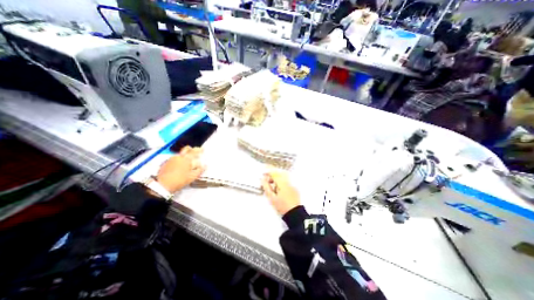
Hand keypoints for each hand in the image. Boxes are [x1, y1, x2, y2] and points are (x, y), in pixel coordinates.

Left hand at [156, 147, 204, 193]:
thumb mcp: (192, 176)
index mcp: (187, 159)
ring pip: (180, 153)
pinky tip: (181, 164)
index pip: (195, 151)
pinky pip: (175, 157)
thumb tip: (204, 165)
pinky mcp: (166, 162)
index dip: (200, 150)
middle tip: (196, 151)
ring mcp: (172, 158)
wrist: (162, 185)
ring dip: (186, 154)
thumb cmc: (179, 180)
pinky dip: (180, 158)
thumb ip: (199, 170)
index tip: (203, 150)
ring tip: (189, 159)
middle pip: (186, 149)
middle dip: (192, 149)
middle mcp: (179, 156)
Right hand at [262, 170, 299, 213]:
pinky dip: (280, 180)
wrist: (294, 214)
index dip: (268, 171)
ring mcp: (292, 183)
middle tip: (266, 179)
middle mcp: (288, 181)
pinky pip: (286, 179)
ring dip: (276, 177)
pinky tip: (277, 187)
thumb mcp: (272, 197)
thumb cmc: (282, 206)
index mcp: (282, 183)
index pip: (274, 173)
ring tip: (271, 184)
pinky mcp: (294, 187)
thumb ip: (266, 187)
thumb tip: (263, 179)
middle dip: (272, 174)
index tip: (263, 173)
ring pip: (283, 175)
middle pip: (279, 172)